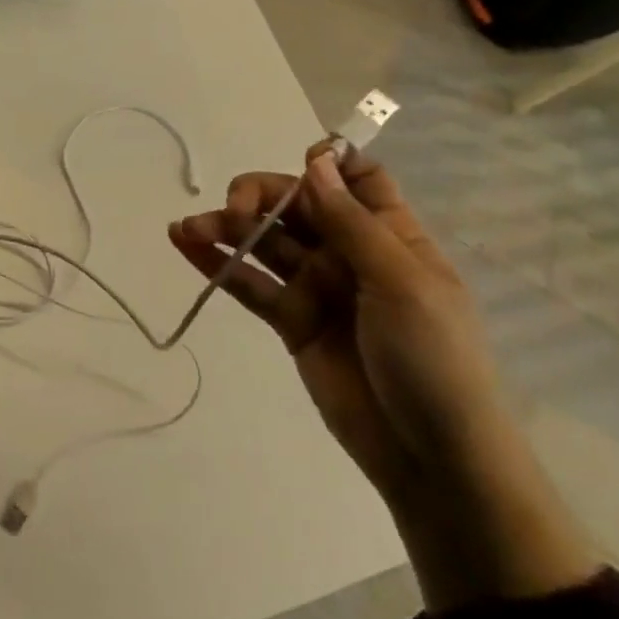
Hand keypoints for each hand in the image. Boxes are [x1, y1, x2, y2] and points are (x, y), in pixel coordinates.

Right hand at [168, 142, 597, 609]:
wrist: (433, 457)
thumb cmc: (433, 360)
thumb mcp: (401, 283)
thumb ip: (350, 223)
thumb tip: (316, 160)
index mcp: (389, 235)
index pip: (359, 179)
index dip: (329, 164)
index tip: (301, 164)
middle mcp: (348, 252)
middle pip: (297, 204)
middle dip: (261, 196)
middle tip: (234, 208)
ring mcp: (316, 286)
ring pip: (265, 242)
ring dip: (226, 227)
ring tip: (187, 227)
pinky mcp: (290, 320)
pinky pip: (250, 283)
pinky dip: (217, 263)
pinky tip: (185, 243)